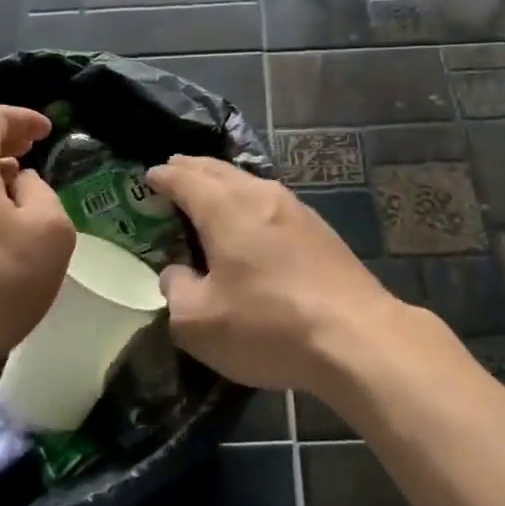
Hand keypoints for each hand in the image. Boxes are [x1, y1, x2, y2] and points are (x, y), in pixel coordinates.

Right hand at [146, 156, 400, 398]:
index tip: (148, 177)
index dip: (162, 177)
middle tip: (173, 172)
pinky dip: (249, 202)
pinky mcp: (319, 230)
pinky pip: (271, 203)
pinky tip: (251, 222)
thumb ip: (176, 290)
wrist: (356, 336)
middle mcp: (260, 195)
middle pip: (218, 171)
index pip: (184, 178)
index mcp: (225, 208)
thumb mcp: (199, 322)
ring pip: (249, 183)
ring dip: (223, 184)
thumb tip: (177, 273)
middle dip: (191, 169)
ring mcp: (295, 209)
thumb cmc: (268, 325)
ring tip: (208, 194)